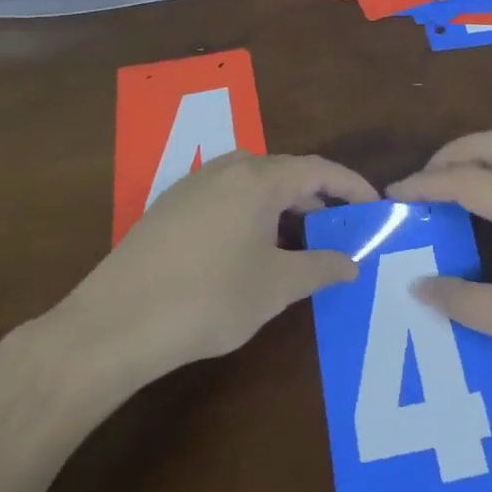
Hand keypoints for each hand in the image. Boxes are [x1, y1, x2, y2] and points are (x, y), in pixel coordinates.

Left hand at [54, 151, 377, 387]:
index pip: (318, 169)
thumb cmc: (210, 299)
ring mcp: (192, 184)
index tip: (375, 204)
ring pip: (251, 182)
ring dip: (280, 204)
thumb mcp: (276, 286)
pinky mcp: (168, 206)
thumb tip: (352, 262)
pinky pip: (224, 195)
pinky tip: (246, 248)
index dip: (351, 185)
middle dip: (316, 196)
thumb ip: (320, 267)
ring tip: (294, 239)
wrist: (116, 322)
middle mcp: (226, 168)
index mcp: (258, 179)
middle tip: (337, 227)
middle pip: (284, 171)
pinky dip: (249, 211)